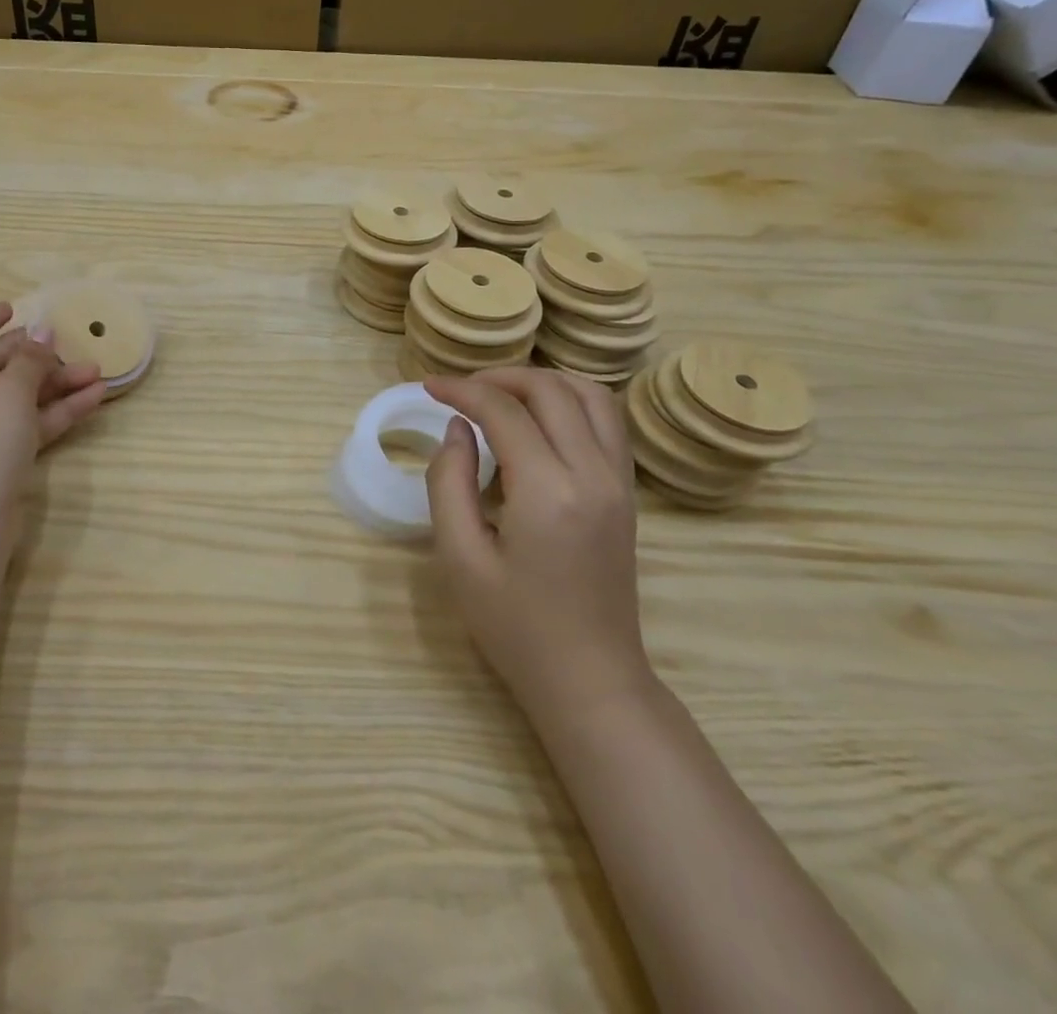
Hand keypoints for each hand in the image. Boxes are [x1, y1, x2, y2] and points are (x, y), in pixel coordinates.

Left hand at [0, 303, 106, 563]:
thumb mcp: (8, 392)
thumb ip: (29, 359)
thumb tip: (43, 331)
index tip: (13, 307)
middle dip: (36, 357)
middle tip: (69, 343)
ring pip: (16, 399)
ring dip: (55, 385)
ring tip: (97, 371)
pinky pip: (26, 426)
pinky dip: (56, 412)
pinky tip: (94, 398)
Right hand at [424, 368, 649, 719]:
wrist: (590, 679)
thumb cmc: (515, 627)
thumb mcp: (460, 558)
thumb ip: (449, 482)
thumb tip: (456, 428)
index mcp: (548, 491)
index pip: (504, 411)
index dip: (462, 390)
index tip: (429, 387)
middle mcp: (593, 473)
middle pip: (551, 390)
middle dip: (500, 377)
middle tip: (461, 390)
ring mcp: (618, 482)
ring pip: (590, 395)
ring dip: (542, 382)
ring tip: (501, 395)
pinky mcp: (627, 493)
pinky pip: (607, 421)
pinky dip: (571, 400)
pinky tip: (539, 419)